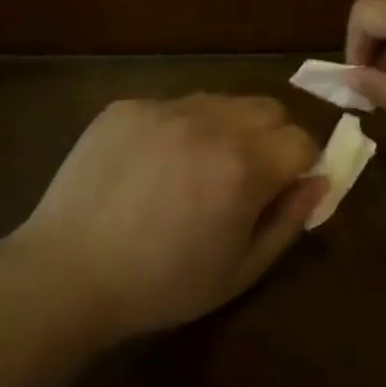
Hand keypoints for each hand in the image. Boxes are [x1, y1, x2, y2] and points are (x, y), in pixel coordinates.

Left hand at [10, 95, 324, 341]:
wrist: (66, 273)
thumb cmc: (161, 285)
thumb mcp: (239, 271)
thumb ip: (288, 222)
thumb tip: (318, 182)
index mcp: (243, 166)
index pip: (301, 140)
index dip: (301, 165)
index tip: (284, 188)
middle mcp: (210, 123)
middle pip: (269, 109)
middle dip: (272, 138)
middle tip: (246, 176)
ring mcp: (165, 109)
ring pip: (222, 101)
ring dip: (228, 127)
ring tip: (198, 168)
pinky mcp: (128, 107)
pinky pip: (174, 106)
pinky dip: (180, 128)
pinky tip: (154, 165)